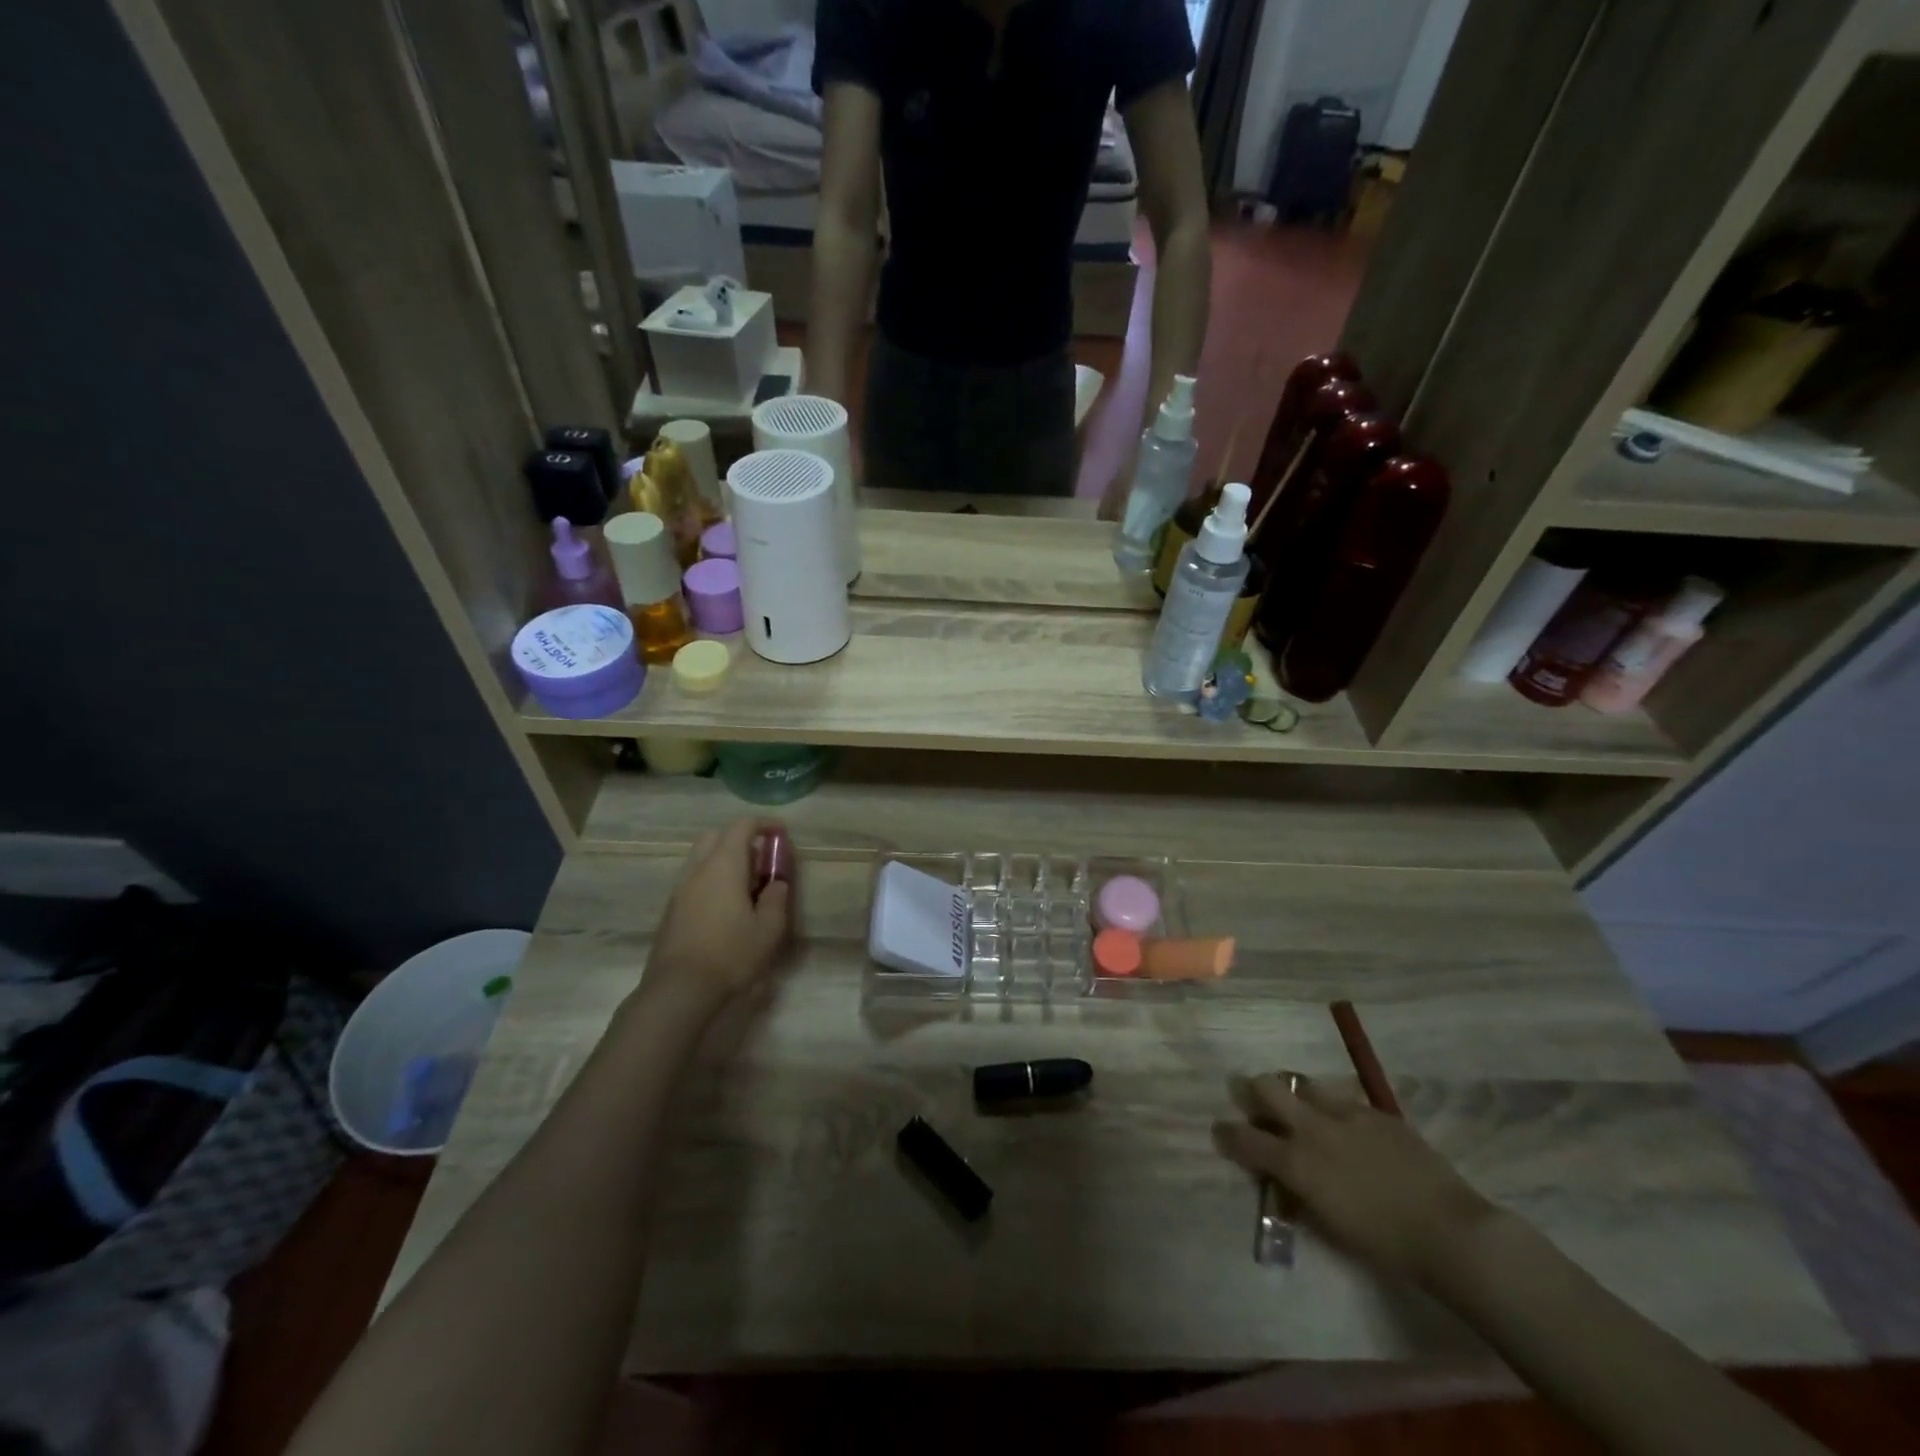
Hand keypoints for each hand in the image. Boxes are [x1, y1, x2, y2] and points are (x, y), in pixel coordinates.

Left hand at [639, 819, 793, 1019]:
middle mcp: (698, 869)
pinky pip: (694, 878)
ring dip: (724, 858)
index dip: (764, 824)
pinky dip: (711, 877)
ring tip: (745, 883)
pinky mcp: (671, 909)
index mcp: (724, 865)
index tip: (781, 834)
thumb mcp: (768, 929)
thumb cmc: (730, 954)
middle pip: (716, 835)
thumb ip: (776, 899)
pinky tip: (725, 904)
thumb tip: (776, 883)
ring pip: (701, 857)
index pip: (742, 826)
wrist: (679, 989)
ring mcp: (680, 889)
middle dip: (740, 838)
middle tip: (762, 858)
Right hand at [1214, 1074, 1498, 1284]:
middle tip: (1257, 1101)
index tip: (1220, 1130)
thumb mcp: (1329, 1224)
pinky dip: (1337, 1110)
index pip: (1245, 1139)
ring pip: (1306, 1085)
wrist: (1449, 1232)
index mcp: (1297, 1162)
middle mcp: (1313, 1129)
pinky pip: (1345, 1100)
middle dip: (1254, 1090)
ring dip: (1298, 1094)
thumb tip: (1284, 1177)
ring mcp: (1346, 1114)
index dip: (1227, 1134)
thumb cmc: (1385, 1244)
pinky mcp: (1376, 1112)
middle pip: (1267, 1088)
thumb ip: (1299, 1192)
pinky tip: (1350, 1127)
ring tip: (1304, 1108)